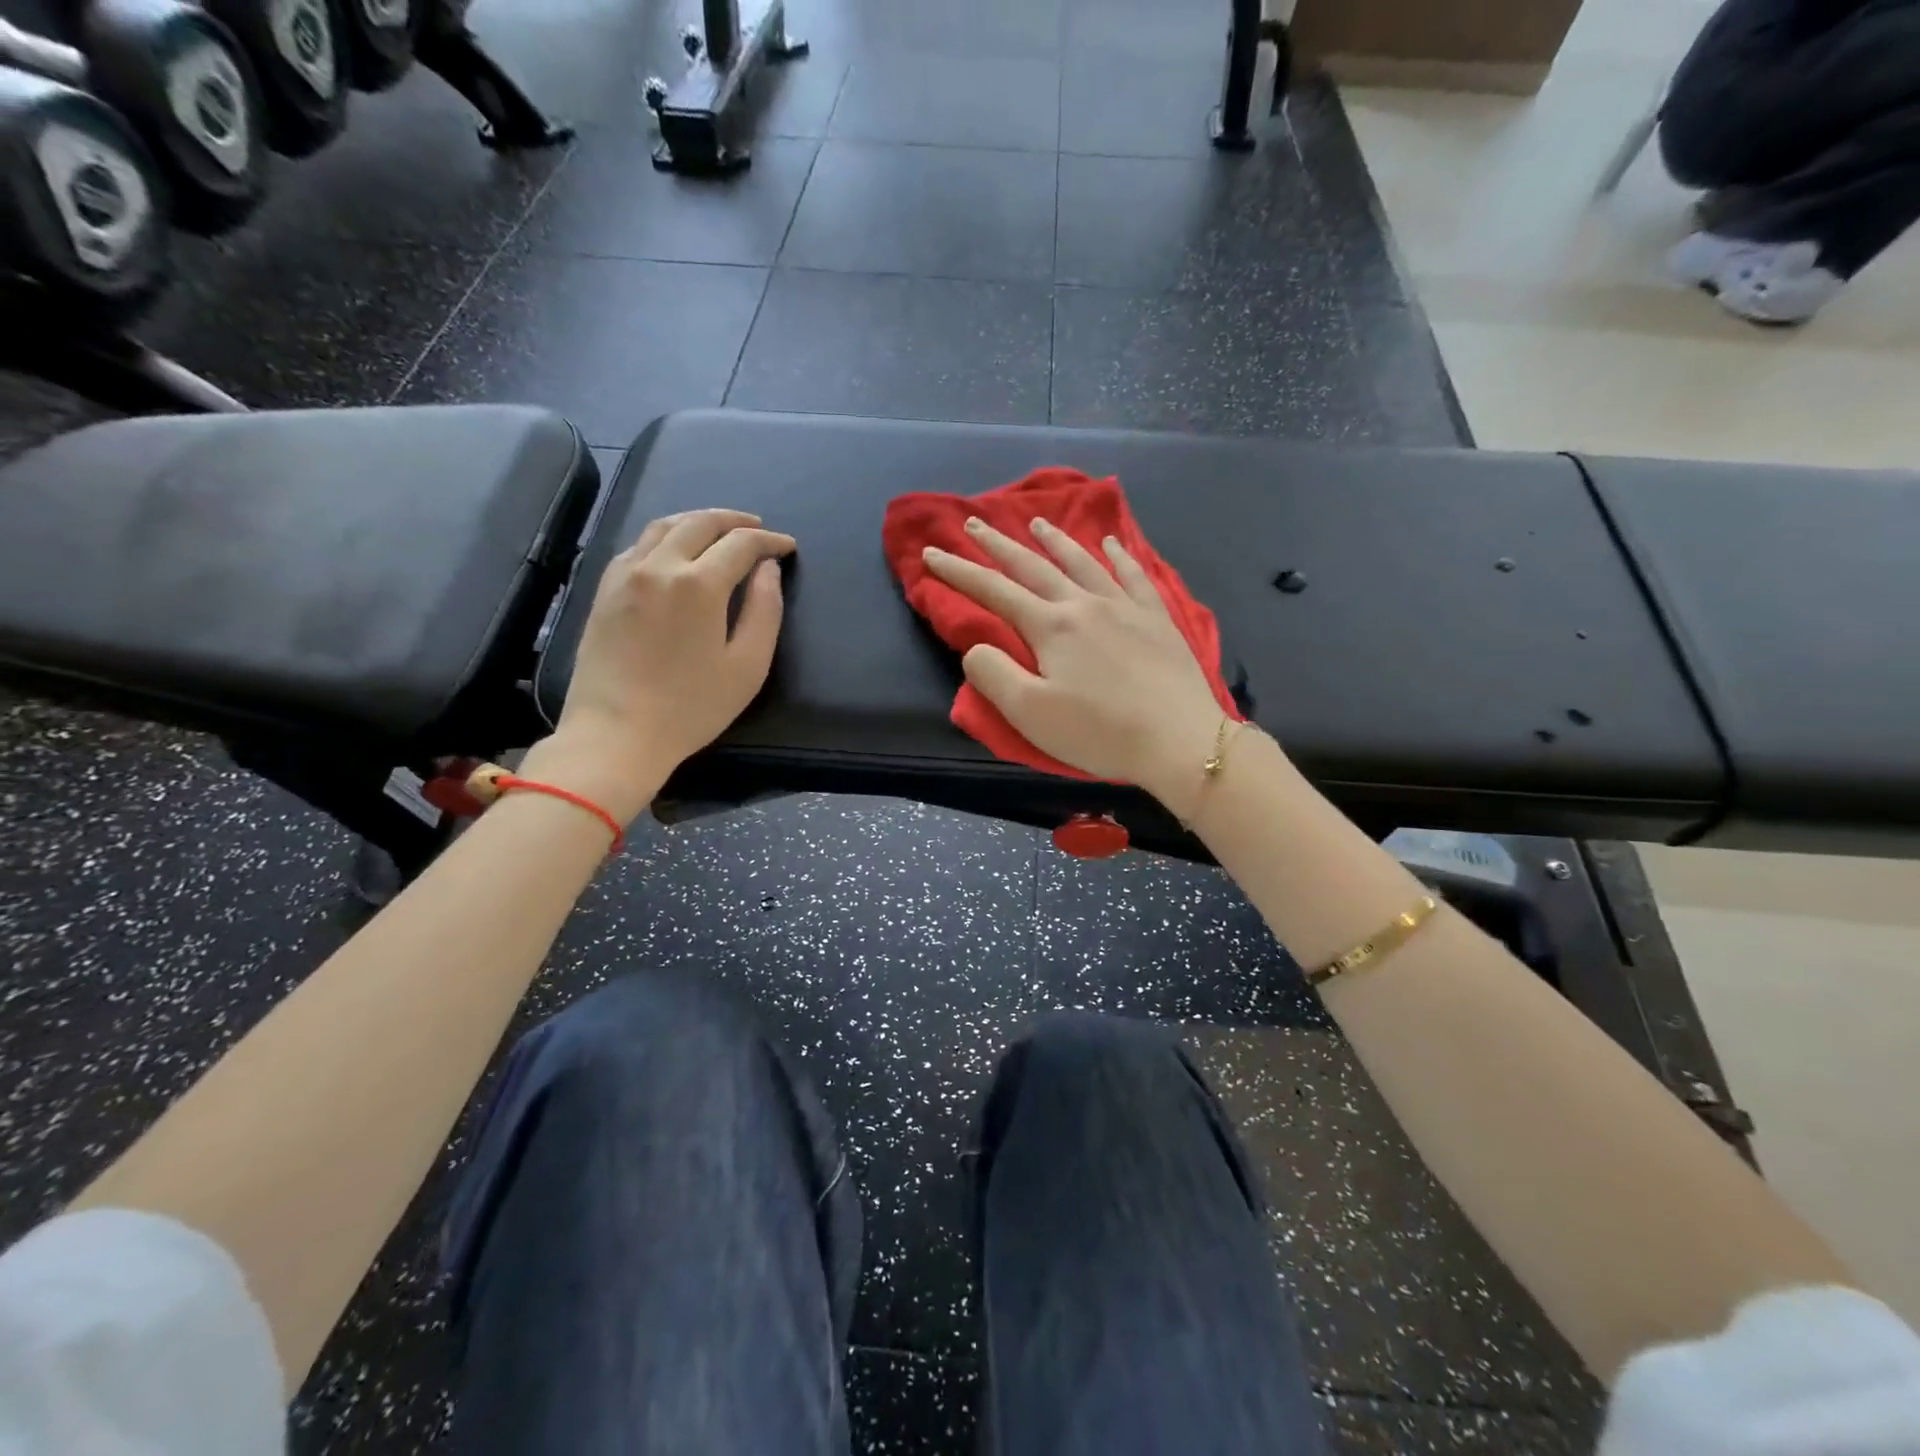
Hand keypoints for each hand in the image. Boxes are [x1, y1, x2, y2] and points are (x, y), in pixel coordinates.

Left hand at [534, 510, 795, 820]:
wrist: (616, 733)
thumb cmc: (691, 707)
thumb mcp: (747, 666)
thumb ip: (764, 610)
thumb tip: (768, 570)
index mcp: (698, 584)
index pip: (741, 544)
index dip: (770, 541)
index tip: (788, 547)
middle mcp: (659, 565)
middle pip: (700, 523)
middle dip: (734, 521)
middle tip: (757, 529)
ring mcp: (625, 575)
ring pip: (664, 526)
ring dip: (697, 521)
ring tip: (719, 530)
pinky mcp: (604, 590)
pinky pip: (638, 545)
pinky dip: (665, 537)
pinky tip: (675, 551)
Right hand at [922, 516, 1230, 806]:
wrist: (1180, 740)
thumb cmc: (1099, 732)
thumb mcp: (1030, 713)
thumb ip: (993, 675)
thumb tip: (975, 646)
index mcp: (1050, 627)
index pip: (994, 591)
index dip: (959, 572)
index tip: (932, 553)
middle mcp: (1084, 604)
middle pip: (1033, 566)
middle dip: (998, 545)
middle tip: (974, 522)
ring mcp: (1125, 607)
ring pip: (1082, 562)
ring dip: (1055, 540)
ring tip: (1036, 522)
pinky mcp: (1157, 619)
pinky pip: (1134, 575)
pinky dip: (1119, 555)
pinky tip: (1111, 543)